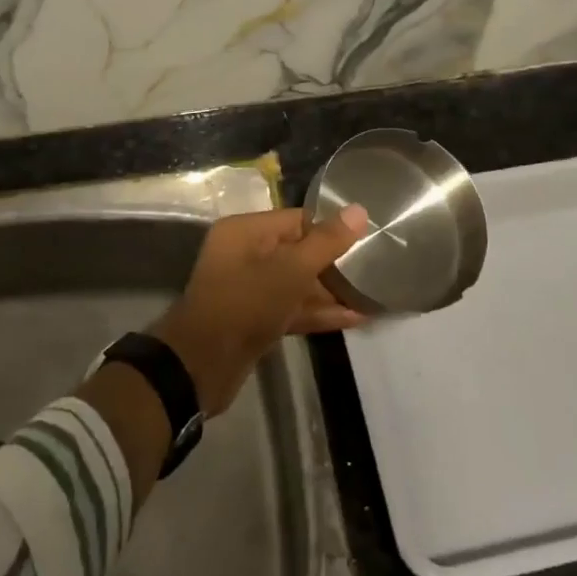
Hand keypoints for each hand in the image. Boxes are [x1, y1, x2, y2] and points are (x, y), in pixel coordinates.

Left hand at [149, 204, 370, 415]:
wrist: (202, 365)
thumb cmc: (247, 303)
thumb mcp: (291, 269)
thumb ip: (326, 242)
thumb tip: (358, 210)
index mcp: (246, 231)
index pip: (296, 219)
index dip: (330, 227)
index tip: (366, 236)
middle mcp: (245, 254)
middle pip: (297, 250)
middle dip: (333, 262)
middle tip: (373, 267)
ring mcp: (249, 289)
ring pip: (296, 283)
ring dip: (329, 291)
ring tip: (371, 294)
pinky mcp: (255, 320)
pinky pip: (291, 307)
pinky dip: (317, 312)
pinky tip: (353, 318)